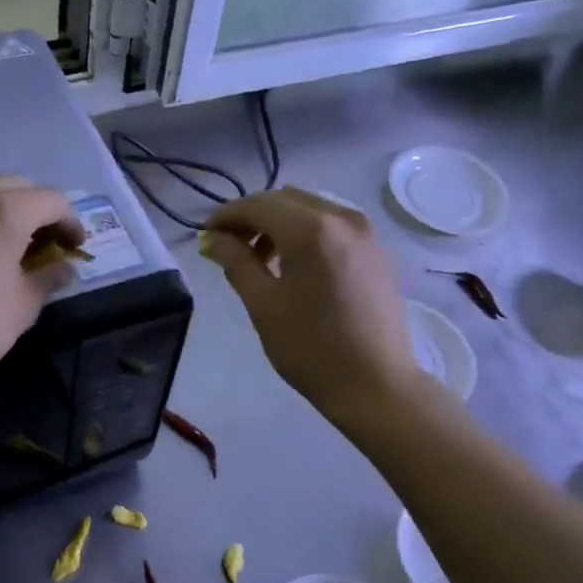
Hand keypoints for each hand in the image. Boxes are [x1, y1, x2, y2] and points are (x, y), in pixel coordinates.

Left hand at [0, 175, 82, 391]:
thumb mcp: (22, 308)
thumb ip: (48, 279)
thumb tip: (64, 268)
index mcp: (4, 211)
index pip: (52, 200)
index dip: (71, 222)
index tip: (75, 248)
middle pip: (16, 186)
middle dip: (37, 210)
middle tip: (43, 245)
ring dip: (1, 210)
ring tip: (5, 245)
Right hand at [200, 188, 423, 419]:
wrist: (374, 383)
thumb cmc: (310, 347)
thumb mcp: (263, 305)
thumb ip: (236, 262)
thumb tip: (212, 239)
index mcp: (311, 229)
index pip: (258, 205)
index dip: (227, 216)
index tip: (205, 236)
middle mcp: (342, 218)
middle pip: (286, 200)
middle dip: (253, 217)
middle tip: (229, 246)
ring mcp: (365, 233)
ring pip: (311, 210)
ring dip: (280, 224)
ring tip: (260, 260)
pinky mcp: (377, 251)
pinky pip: (333, 227)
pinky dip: (306, 234)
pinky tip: (294, 267)